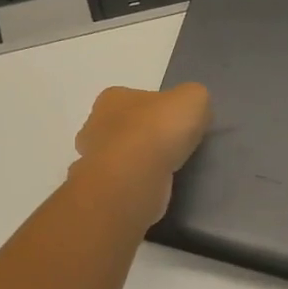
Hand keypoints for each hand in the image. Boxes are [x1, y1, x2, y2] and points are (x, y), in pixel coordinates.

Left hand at [69, 84, 212, 226]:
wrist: (133, 179)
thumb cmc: (157, 131)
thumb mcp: (193, 98)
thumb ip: (194, 98)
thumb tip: (192, 112)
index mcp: (112, 98)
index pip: (135, 99)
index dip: (157, 109)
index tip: (176, 123)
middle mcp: (95, 126)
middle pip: (124, 127)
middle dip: (144, 136)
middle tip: (172, 148)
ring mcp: (93, 160)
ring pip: (120, 157)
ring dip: (139, 163)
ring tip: (167, 172)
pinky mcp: (101, 189)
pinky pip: (122, 183)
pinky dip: (136, 186)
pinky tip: (155, 190)